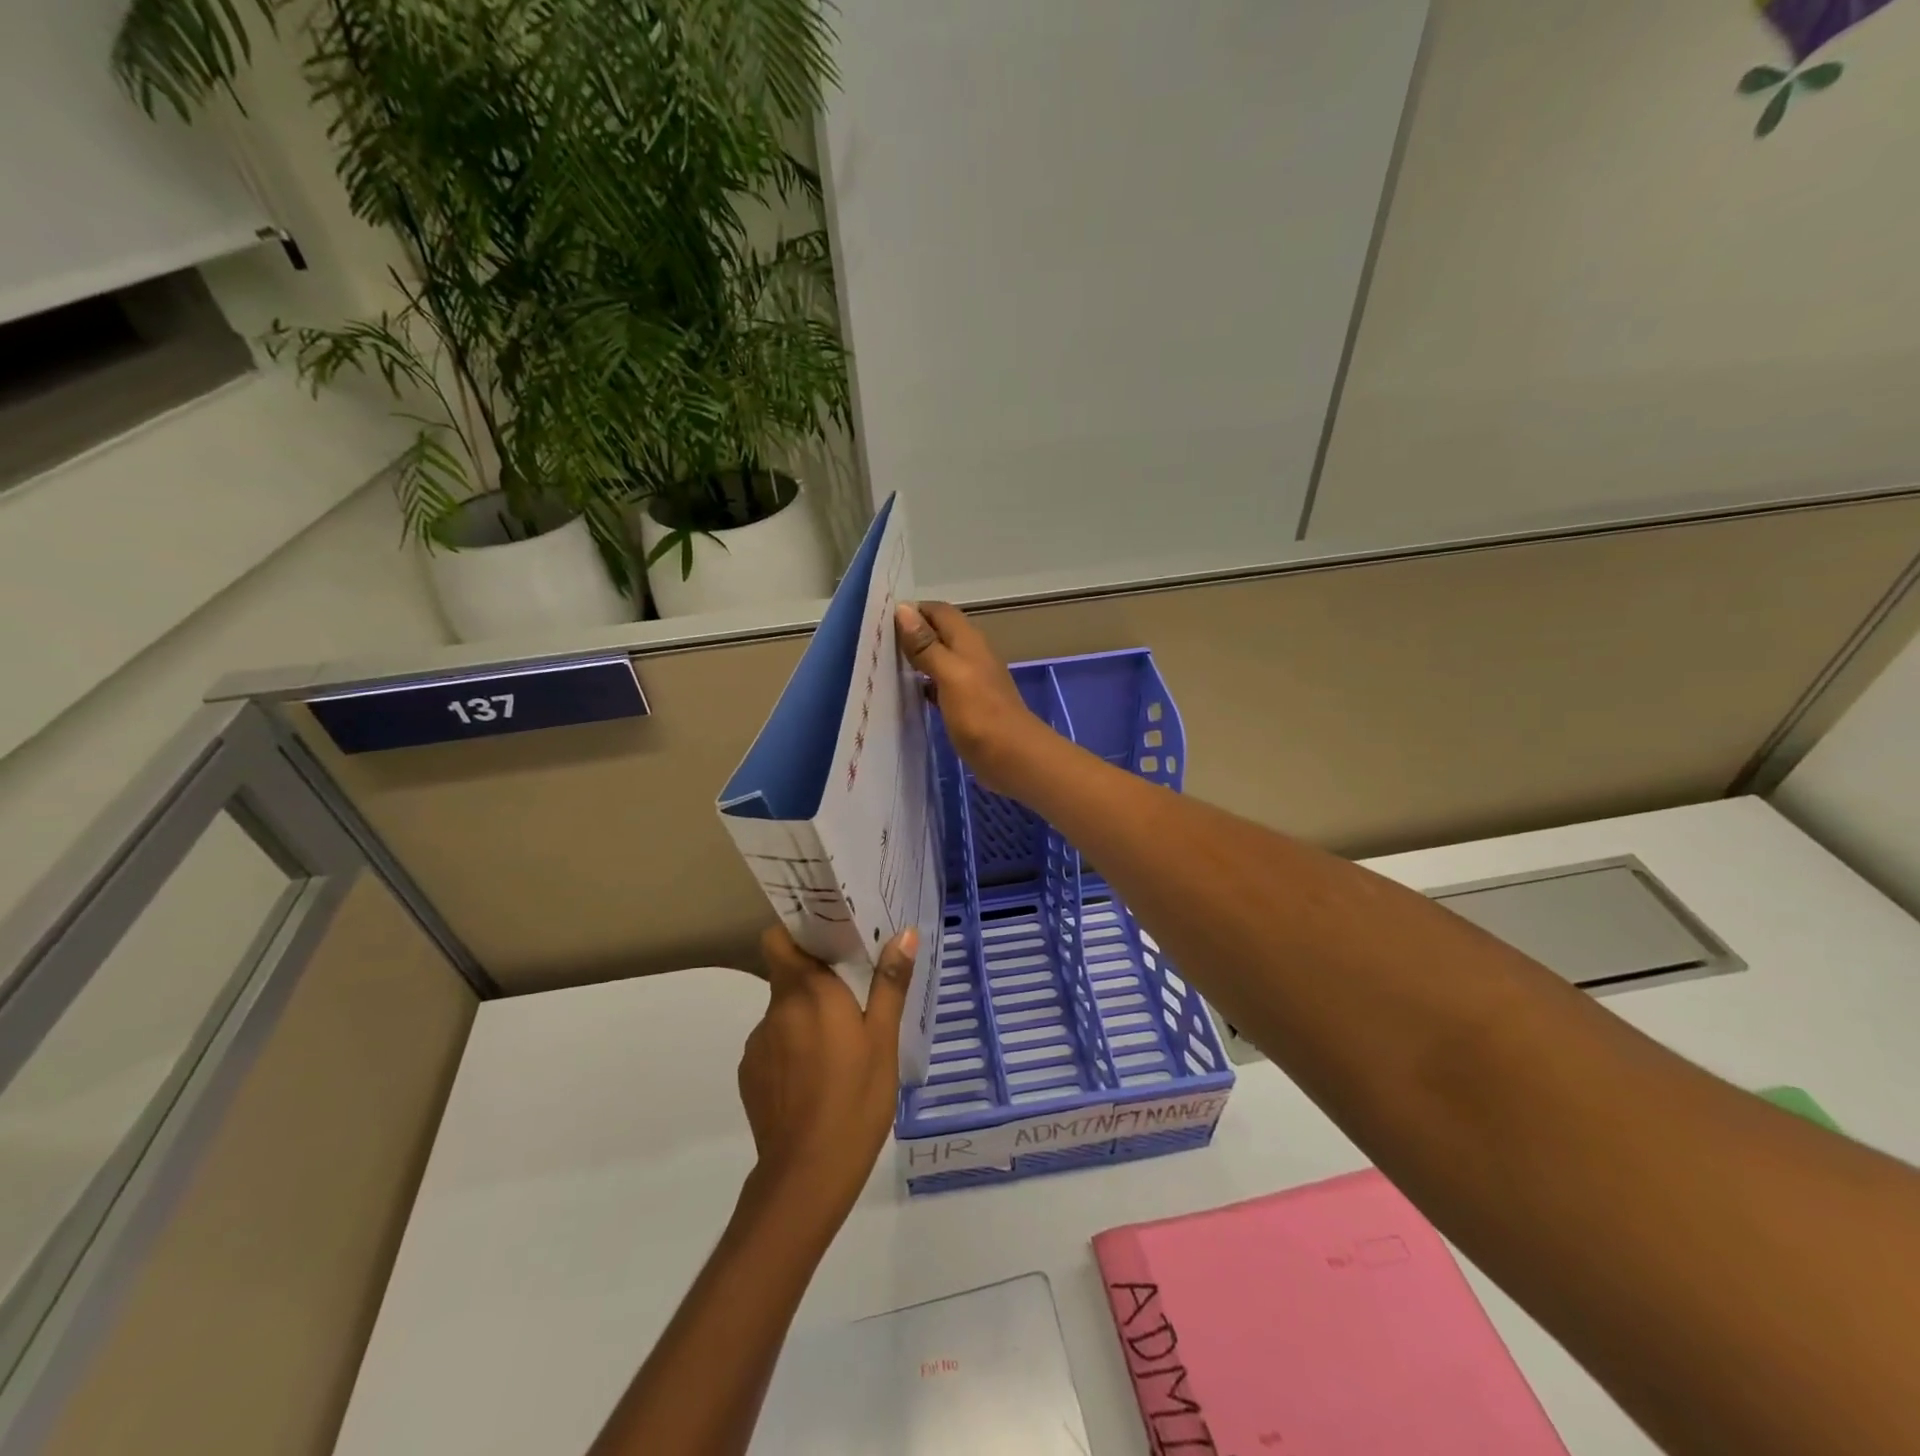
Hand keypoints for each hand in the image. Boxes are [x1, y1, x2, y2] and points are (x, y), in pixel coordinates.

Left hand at [738, 924, 917, 1220]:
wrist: (806, 1176)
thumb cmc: (855, 1100)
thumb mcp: (883, 1041)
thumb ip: (890, 983)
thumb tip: (903, 933)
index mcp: (809, 991)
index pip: (779, 939)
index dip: (797, 933)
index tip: (826, 937)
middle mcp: (776, 1009)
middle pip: (787, 975)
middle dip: (814, 979)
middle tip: (851, 994)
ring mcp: (758, 1043)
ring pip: (782, 1012)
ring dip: (804, 1017)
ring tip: (837, 1047)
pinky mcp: (749, 1074)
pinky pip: (773, 1044)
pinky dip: (791, 1049)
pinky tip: (815, 1079)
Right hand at [895, 601, 1053, 796]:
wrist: (1013, 757)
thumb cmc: (980, 713)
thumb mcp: (949, 674)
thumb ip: (927, 645)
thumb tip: (903, 608)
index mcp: (968, 641)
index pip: (939, 611)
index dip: (913, 610)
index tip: (880, 621)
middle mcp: (971, 655)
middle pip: (939, 634)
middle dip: (911, 634)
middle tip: (876, 644)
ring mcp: (971, 681)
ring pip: (940, 660)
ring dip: (917, 660)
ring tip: (883, 666)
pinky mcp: (968, 706)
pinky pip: (942, 686)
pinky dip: (925, 685)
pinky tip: (907, 695)